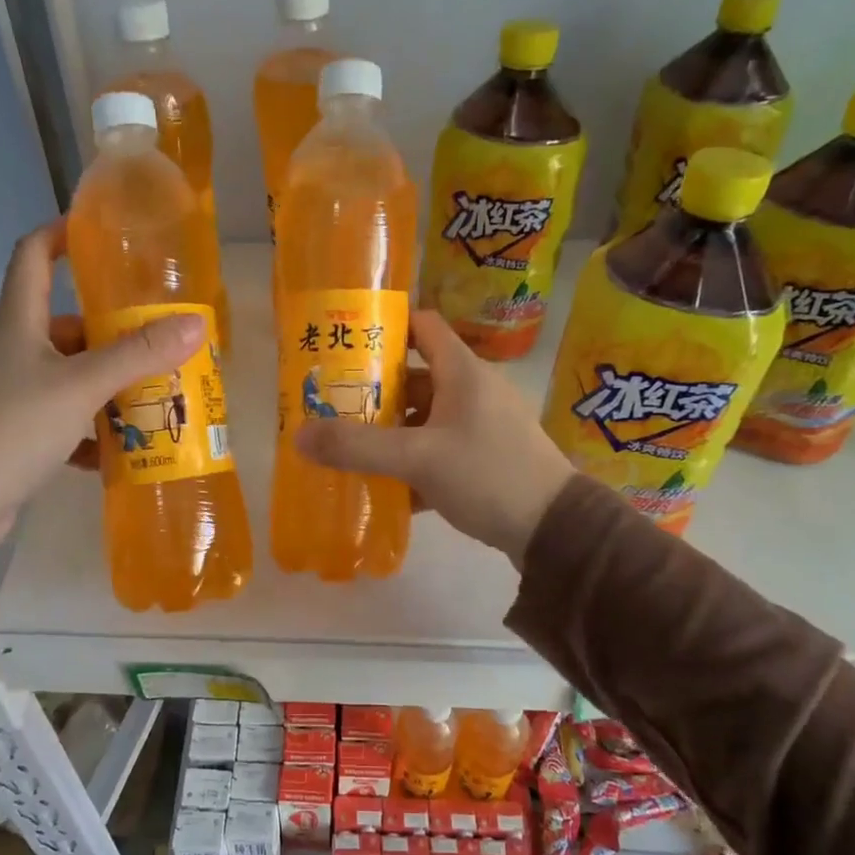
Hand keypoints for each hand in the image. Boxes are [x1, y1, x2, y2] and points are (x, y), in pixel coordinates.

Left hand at [0, 222, 206, 548]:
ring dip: (107, 384)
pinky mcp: (13, 433)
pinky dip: (89, 428)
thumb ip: (138, 355)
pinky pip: (61, 419)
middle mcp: (10, 351)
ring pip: (68, 375)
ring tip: (153, 395)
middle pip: (65, 325)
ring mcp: (9, 394)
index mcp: (17, 323)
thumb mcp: (81, 386)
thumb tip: (195, 323)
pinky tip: (117, 448)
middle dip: (111, 332)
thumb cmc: (12, 428)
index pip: (32, 256)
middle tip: (159, 341)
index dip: (60, 235)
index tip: (98, 233)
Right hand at [293, 310, 575, 566]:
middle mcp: (473, 390)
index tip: (346, 342)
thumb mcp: (418, 459)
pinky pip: (439, 449)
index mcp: (463, 371)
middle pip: (416, 377)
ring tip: (349, 447)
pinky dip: (413, 462)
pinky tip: (385, 486)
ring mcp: (482, 425)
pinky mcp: (486, 458)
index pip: (422, 325)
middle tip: (332, 404)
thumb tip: (299, 435)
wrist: (555, 529)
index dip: (386, 327)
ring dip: (390, 431)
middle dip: (374, 390)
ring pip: (425, 418)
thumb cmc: (488, 474)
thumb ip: (358, 447)